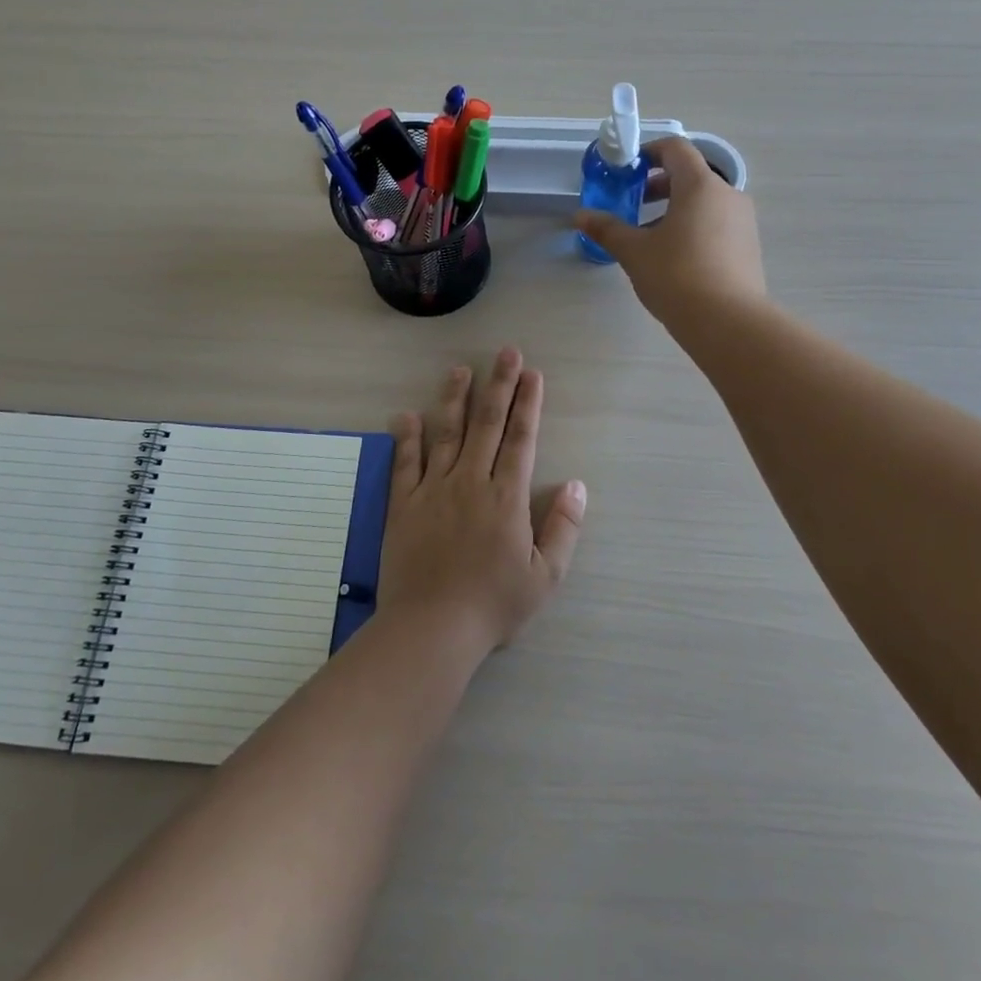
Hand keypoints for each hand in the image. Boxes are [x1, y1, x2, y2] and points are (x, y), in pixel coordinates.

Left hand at [379, 349, 587, 654]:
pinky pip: (406, 463)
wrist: (432, 627)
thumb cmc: (494, 604)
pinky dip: (407, 437)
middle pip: (487, 424)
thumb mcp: (545, 576)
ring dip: (454, 398)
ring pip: (446, 433)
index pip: (521, 438)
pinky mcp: (404, 504)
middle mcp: (471, 481)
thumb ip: (563, 528)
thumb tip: (577, 485)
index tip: (532, 374)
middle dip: (499, 385)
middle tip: (506, 352)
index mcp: (507, 496)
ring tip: (460, 369)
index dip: (528, 403)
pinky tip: (406, 415)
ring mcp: (433, 489)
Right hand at [575, 135, 766, 326]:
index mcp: (700, 185)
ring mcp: (743, 221)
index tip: (627, 170)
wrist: (727, 322)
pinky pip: (717, 223)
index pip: (676, 149)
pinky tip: (675, 258)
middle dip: (659, 184)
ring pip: (705, 202)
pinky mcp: (748, 247)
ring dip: (676, 208)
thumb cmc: (676, 276)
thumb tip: (580, 216)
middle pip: (691, 175)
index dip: (649, 152)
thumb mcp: (634, 251)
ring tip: (650, 236)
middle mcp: (728, 195)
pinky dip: (694, 226)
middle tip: (634, 204)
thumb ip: (607, 229)